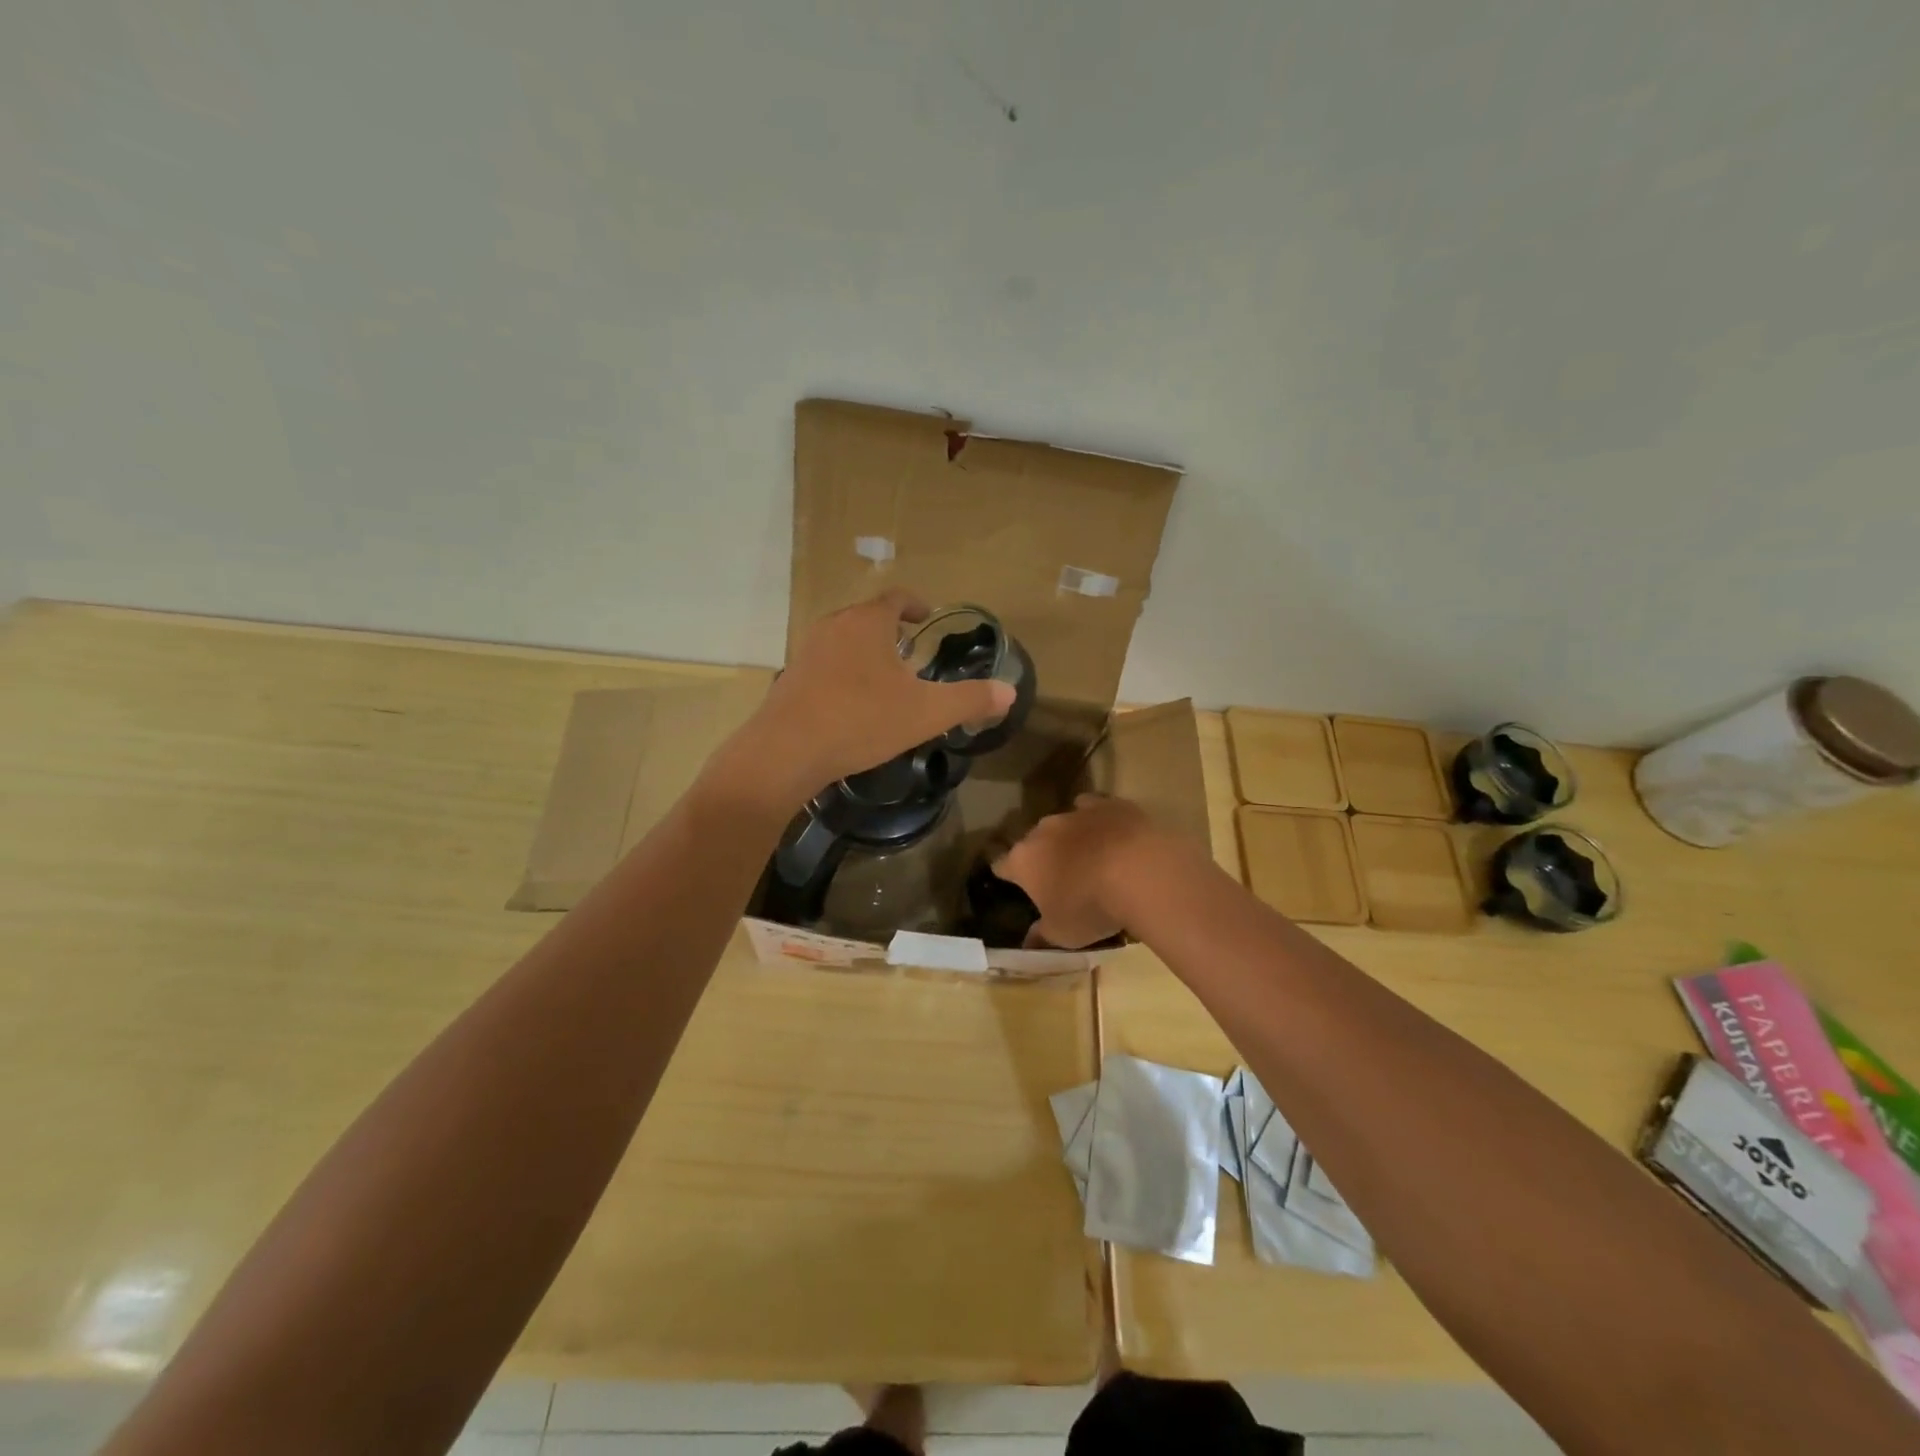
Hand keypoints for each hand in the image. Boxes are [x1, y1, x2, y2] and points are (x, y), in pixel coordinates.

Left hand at [719, 590, 1015, 806]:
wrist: (787, 751)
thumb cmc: (862, 720)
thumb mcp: (926, 713)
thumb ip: (970, 700)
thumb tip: (1009, 692)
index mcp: (868, 622)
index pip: (896, 598)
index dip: (915, 604)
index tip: (926, 617)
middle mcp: (834, 626)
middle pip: (867, 617)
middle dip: (890, 630)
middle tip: (911, 652)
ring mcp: (807, 650)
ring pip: (844, 640)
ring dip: (865, 651)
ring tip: (884, 679)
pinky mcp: (790, 678)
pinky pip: (825, 664)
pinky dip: (843, 673)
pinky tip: (851, 704)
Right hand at [993, 794, 1167, 948]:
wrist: (1140, 871)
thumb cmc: (1092, 907)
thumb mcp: (1064, 934)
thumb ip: (1042, 936)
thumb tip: (1028, 944)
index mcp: (1024, 860)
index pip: (1003, 866)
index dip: (1008, 876)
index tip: (1016, 886)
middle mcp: (1043, 830)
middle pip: (1034, 842)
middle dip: (1043, 857)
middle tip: (1061, 879)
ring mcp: (1075, 813)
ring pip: (1064, 824)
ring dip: (1071, 839)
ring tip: (1090, 858)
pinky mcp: (1107, 804)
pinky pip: (1094, 809)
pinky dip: (1098, 821)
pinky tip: (1111, 834)